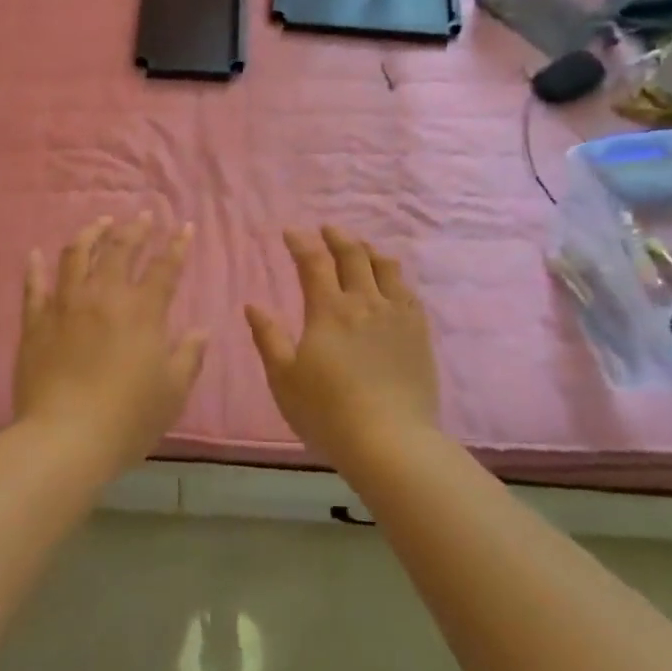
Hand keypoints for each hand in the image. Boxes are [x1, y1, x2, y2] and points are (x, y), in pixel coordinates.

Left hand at [14, 215, 207, 471]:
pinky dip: (35, 267)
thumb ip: (189, 356)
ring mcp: (66, 305)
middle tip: (143, 217)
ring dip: (91, 234)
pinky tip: (35, 254)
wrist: (65, 438)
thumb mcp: (172, 392)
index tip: (183, 227)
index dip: (176, 246)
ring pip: (77, 255)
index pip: (165, 268)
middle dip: (135, 229)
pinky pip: (34, 286)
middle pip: (120, 250)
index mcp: (142, 311)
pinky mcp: (35, 322)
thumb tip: (201, 330)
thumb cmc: (128, 418)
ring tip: (100, 222)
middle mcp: (104, 297)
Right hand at [245, 227, 440, 462]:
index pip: (314, 262)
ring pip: (386, 267)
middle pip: (353, 255)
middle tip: (326, 229)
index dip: (301, 242)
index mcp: (329, 310)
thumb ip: (268, 338)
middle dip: (337, 237)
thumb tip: (252, 306)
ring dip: (368, 251)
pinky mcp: (419, 333)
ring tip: (360, 248)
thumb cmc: (327, 412)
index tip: (291, 232)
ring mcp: (397, 315)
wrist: (390, 441)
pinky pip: (408, 292)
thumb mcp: (284, 378)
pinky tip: (391, 282)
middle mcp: (365, 302)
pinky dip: (395, 277)